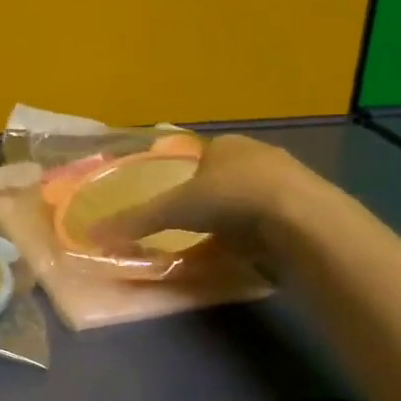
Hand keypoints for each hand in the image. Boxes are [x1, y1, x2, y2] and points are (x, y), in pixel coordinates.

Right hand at [88, 134, 314, 262]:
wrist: (302, 220)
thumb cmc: (231, 197)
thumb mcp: (173, 209)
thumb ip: (135, 220)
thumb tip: (92, 233)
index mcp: (227, 145)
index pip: (200, 157)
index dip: (185, 177)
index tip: (174, 202)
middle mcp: (259, 157)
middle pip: (225, 179)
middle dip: (211, 201)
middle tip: (192, 226)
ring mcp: (288, 184)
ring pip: (250, 201)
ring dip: (236, 221)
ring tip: (219, 245)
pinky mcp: (308, 212)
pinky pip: (272, 223)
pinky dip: (258, 237)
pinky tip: (250, 255)